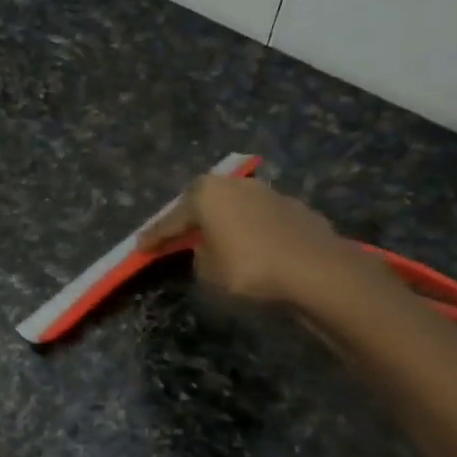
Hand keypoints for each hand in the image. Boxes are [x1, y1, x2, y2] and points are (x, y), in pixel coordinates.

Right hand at [139, 171, 395, 320]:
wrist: (317, 270)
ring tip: (214, 242)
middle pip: (203, 204)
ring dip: (222, 224)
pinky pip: (259, 221)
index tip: (139, 247)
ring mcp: (268, 193)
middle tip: (174, 238)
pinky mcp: (295, 209)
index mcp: (206, 193)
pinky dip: (250, 232)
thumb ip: (199, 255)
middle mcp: (235, 185)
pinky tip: (250, 248)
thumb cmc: (249, 268)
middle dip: (189, 221)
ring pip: (234, 209)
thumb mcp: (208, 270)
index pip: (171, 219)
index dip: (154, 236)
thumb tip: (207, 249)